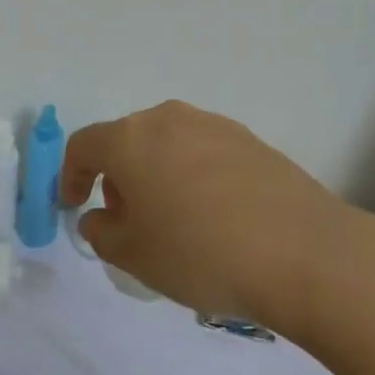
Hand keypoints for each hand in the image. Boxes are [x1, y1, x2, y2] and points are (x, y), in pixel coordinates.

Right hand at [60, 100, 356, 325]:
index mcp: (130, 139)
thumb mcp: (133, 256)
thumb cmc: (201, 253)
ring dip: (157, 175)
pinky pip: (204, 153)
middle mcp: (168, 119)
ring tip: (175, 221)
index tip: (72, 206)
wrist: (304, 252)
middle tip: (128, 221)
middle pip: (127, 141)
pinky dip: (194, 176)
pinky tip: (215, 216)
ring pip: (167, 145)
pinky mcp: (251, 140)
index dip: (70, 176)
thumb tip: (102, 216)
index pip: (83, 146)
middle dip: (118, 178)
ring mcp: (213, 125)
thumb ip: (101, 231)